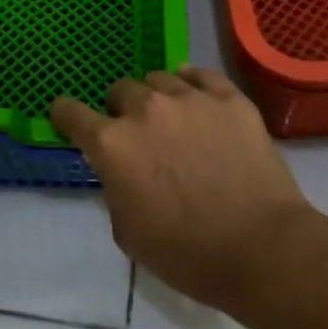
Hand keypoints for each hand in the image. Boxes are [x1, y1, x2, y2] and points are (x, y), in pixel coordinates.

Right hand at [50, 67, 317, 315]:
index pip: (71, 113)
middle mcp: (146, 109)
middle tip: (139, 136)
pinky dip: (193, 85)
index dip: (65, 115)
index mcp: (112, 144)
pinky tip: (199, 101)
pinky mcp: (230, 98)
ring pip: (160, 78)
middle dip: (122, 110)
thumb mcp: (127, 232)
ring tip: (174, 120)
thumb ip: (114, 188)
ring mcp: (190, 98)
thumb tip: (121, 170)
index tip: (69, 119)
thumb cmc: (187, 253)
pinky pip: (201, 75)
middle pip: (120, 89)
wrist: (261, 249)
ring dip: (158, 97)